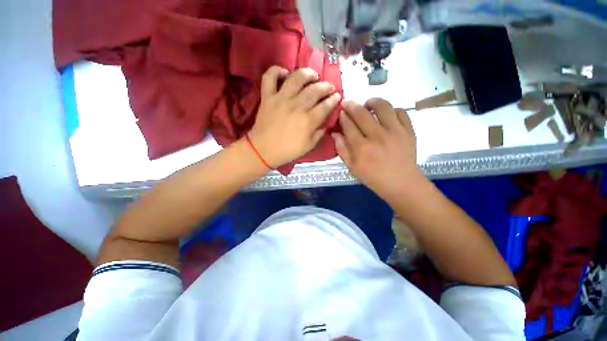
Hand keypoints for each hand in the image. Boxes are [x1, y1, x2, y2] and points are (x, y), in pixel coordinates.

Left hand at [248, 66, 340, 167]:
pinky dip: (276, 70)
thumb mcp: (309, 146)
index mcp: (308, 120)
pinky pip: (270, 77)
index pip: (326, 105)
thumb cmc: (288, 150)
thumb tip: (326, 121)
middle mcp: (297, 105)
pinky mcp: (268, 96)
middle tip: (329, 87)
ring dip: (307, 73)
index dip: (334, 99)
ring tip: (313, 76)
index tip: (337, 96)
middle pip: (315, 90)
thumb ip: (320, 132)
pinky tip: (284, 72)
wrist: (264, 150)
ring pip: (296, 78)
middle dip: (326, 86)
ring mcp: (281, 98)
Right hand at [332, 98, 420, 202]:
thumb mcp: (352, 167)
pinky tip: (386, 114)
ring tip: (368, 104)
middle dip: (351, 105)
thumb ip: (342, 149)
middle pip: (361, 113)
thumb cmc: (372, 177)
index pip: (348, 125)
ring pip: (382, 106)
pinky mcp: (408, 130)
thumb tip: (335, 133)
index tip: (341, 112)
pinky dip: (391, 109)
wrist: (400, 182)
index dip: (343, 116)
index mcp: (361, 147)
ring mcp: (395, 131)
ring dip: (372, 102)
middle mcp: (377, 136)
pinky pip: (400, 111)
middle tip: (348, 103)